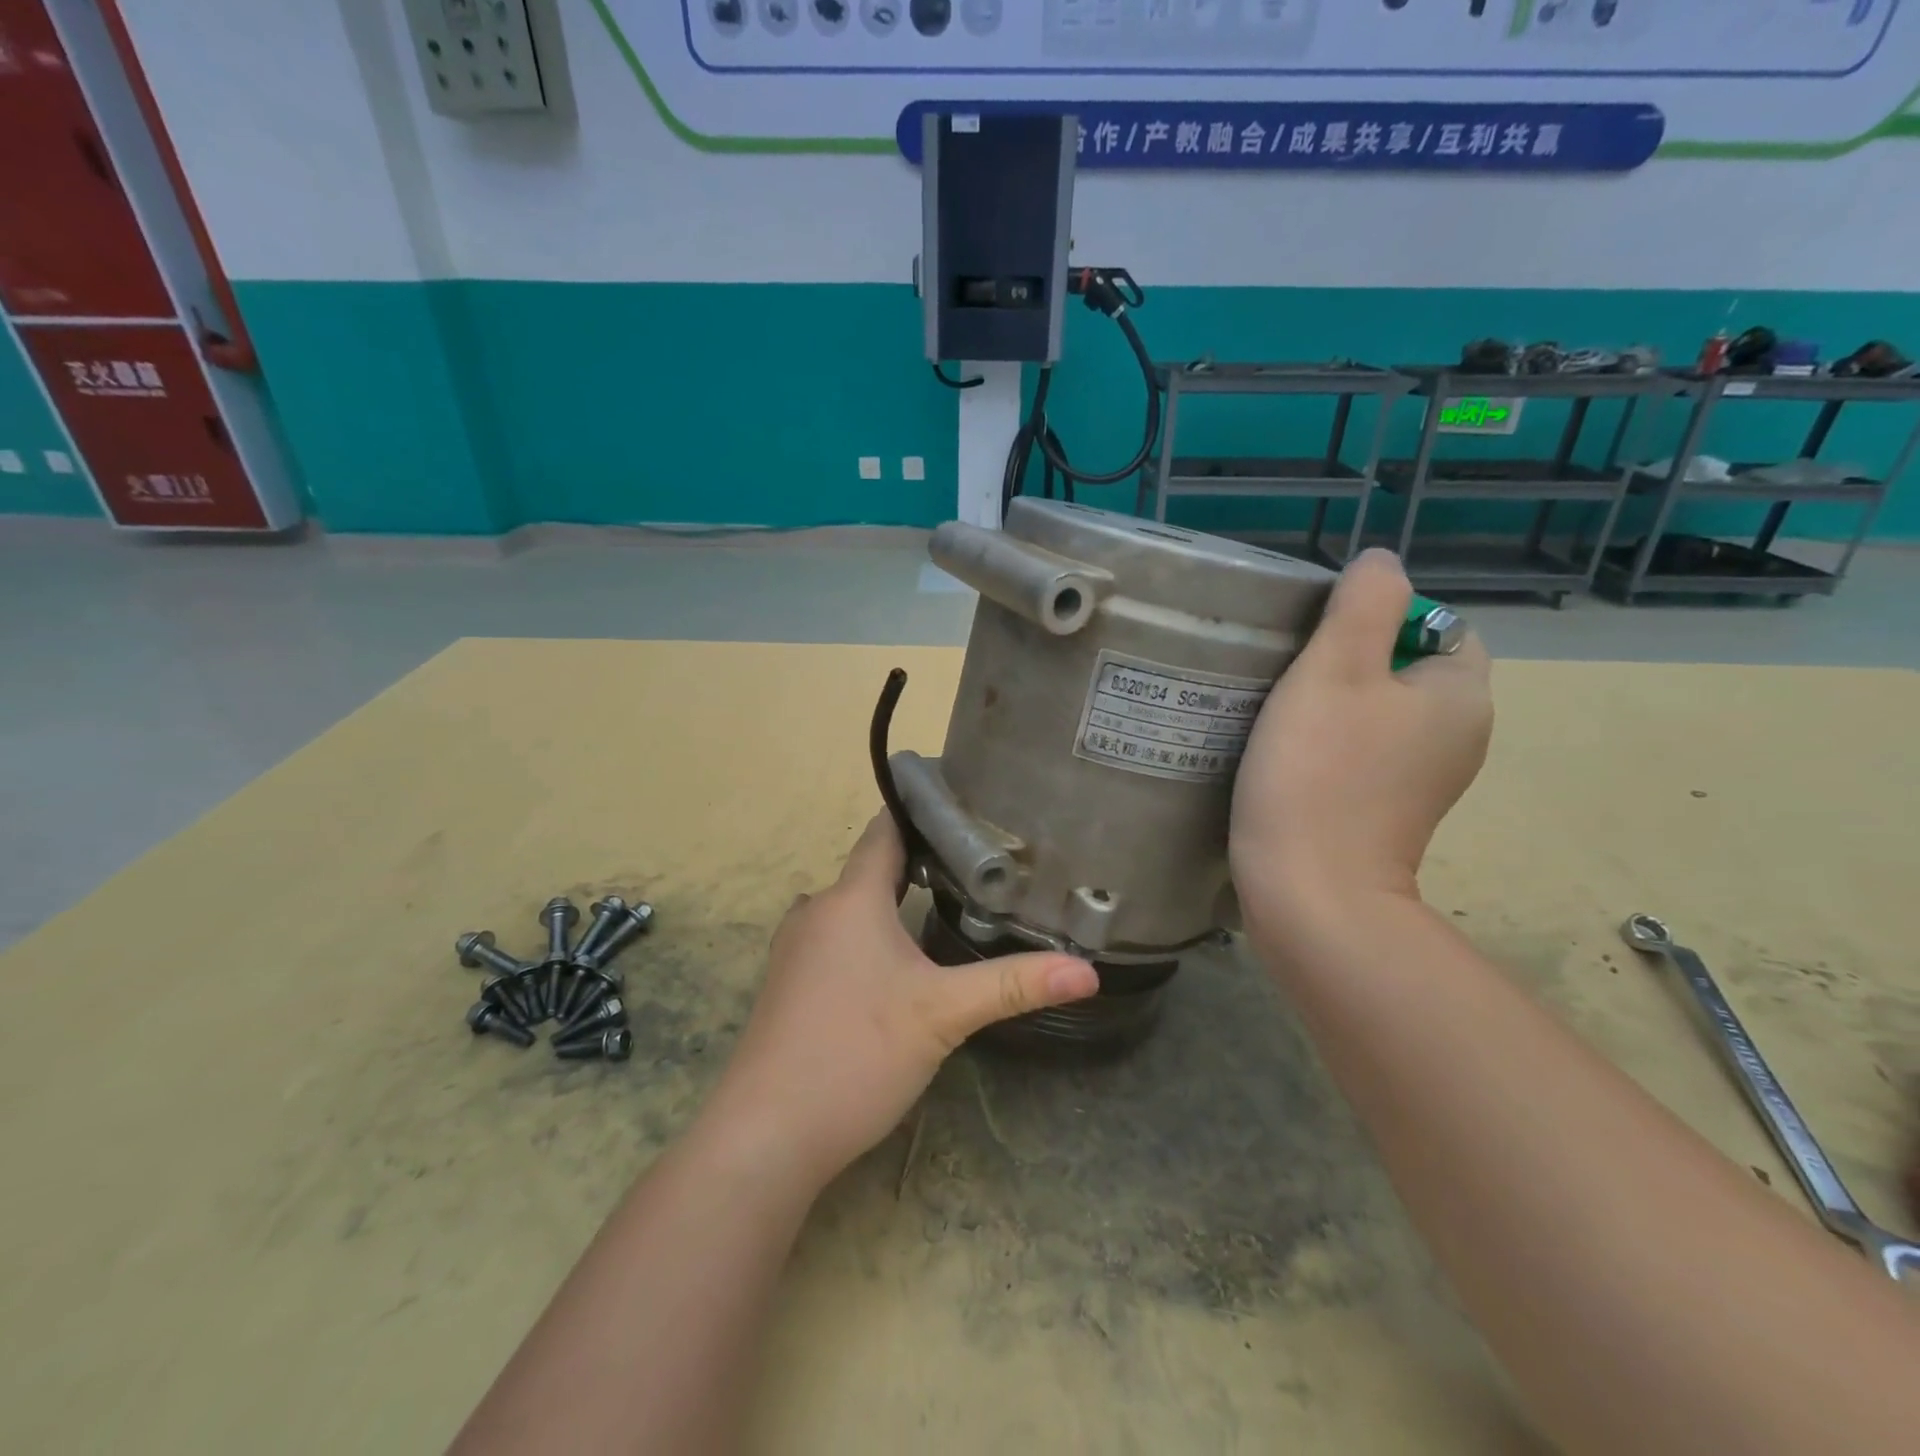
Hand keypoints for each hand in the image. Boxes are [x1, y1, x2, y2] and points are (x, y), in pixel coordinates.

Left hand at [702, 814, 1098, 1192]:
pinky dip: (871, 934)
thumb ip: (1014, 986)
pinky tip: (900, 962)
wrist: (766, 1134)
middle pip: (873, 869)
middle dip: (922, 862)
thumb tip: (1087, 972)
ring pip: (854, 907)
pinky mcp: (790, 984)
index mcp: (850, 899)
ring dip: (895, 902)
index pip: (885, 830)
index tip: (967, 804)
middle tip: (979, 864)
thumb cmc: (856, 1054)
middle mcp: (816, 911)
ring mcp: (795, 949)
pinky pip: (837, 938)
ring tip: (949, 904)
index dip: (923, 812)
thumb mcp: (944, 1015)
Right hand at [1230, 550, 1492, 937]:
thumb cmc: (1319, 772)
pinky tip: (1288, 754)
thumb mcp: (1336, 669)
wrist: (1308, 889)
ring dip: (1336, 703)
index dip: (1379, 620)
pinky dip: (1333, 744)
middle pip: (1405, 669)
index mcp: (1461, 696)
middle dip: (1351, 661)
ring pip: (1381, 713)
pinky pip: (1366, 753)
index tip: (1318, 642)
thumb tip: (1382, 560)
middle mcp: (1459, 737)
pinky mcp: (1389, 811)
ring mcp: (1425, 781)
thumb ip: (1364, 602)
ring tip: (1279, 710)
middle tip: (1289, 671)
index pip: (1437, 626)